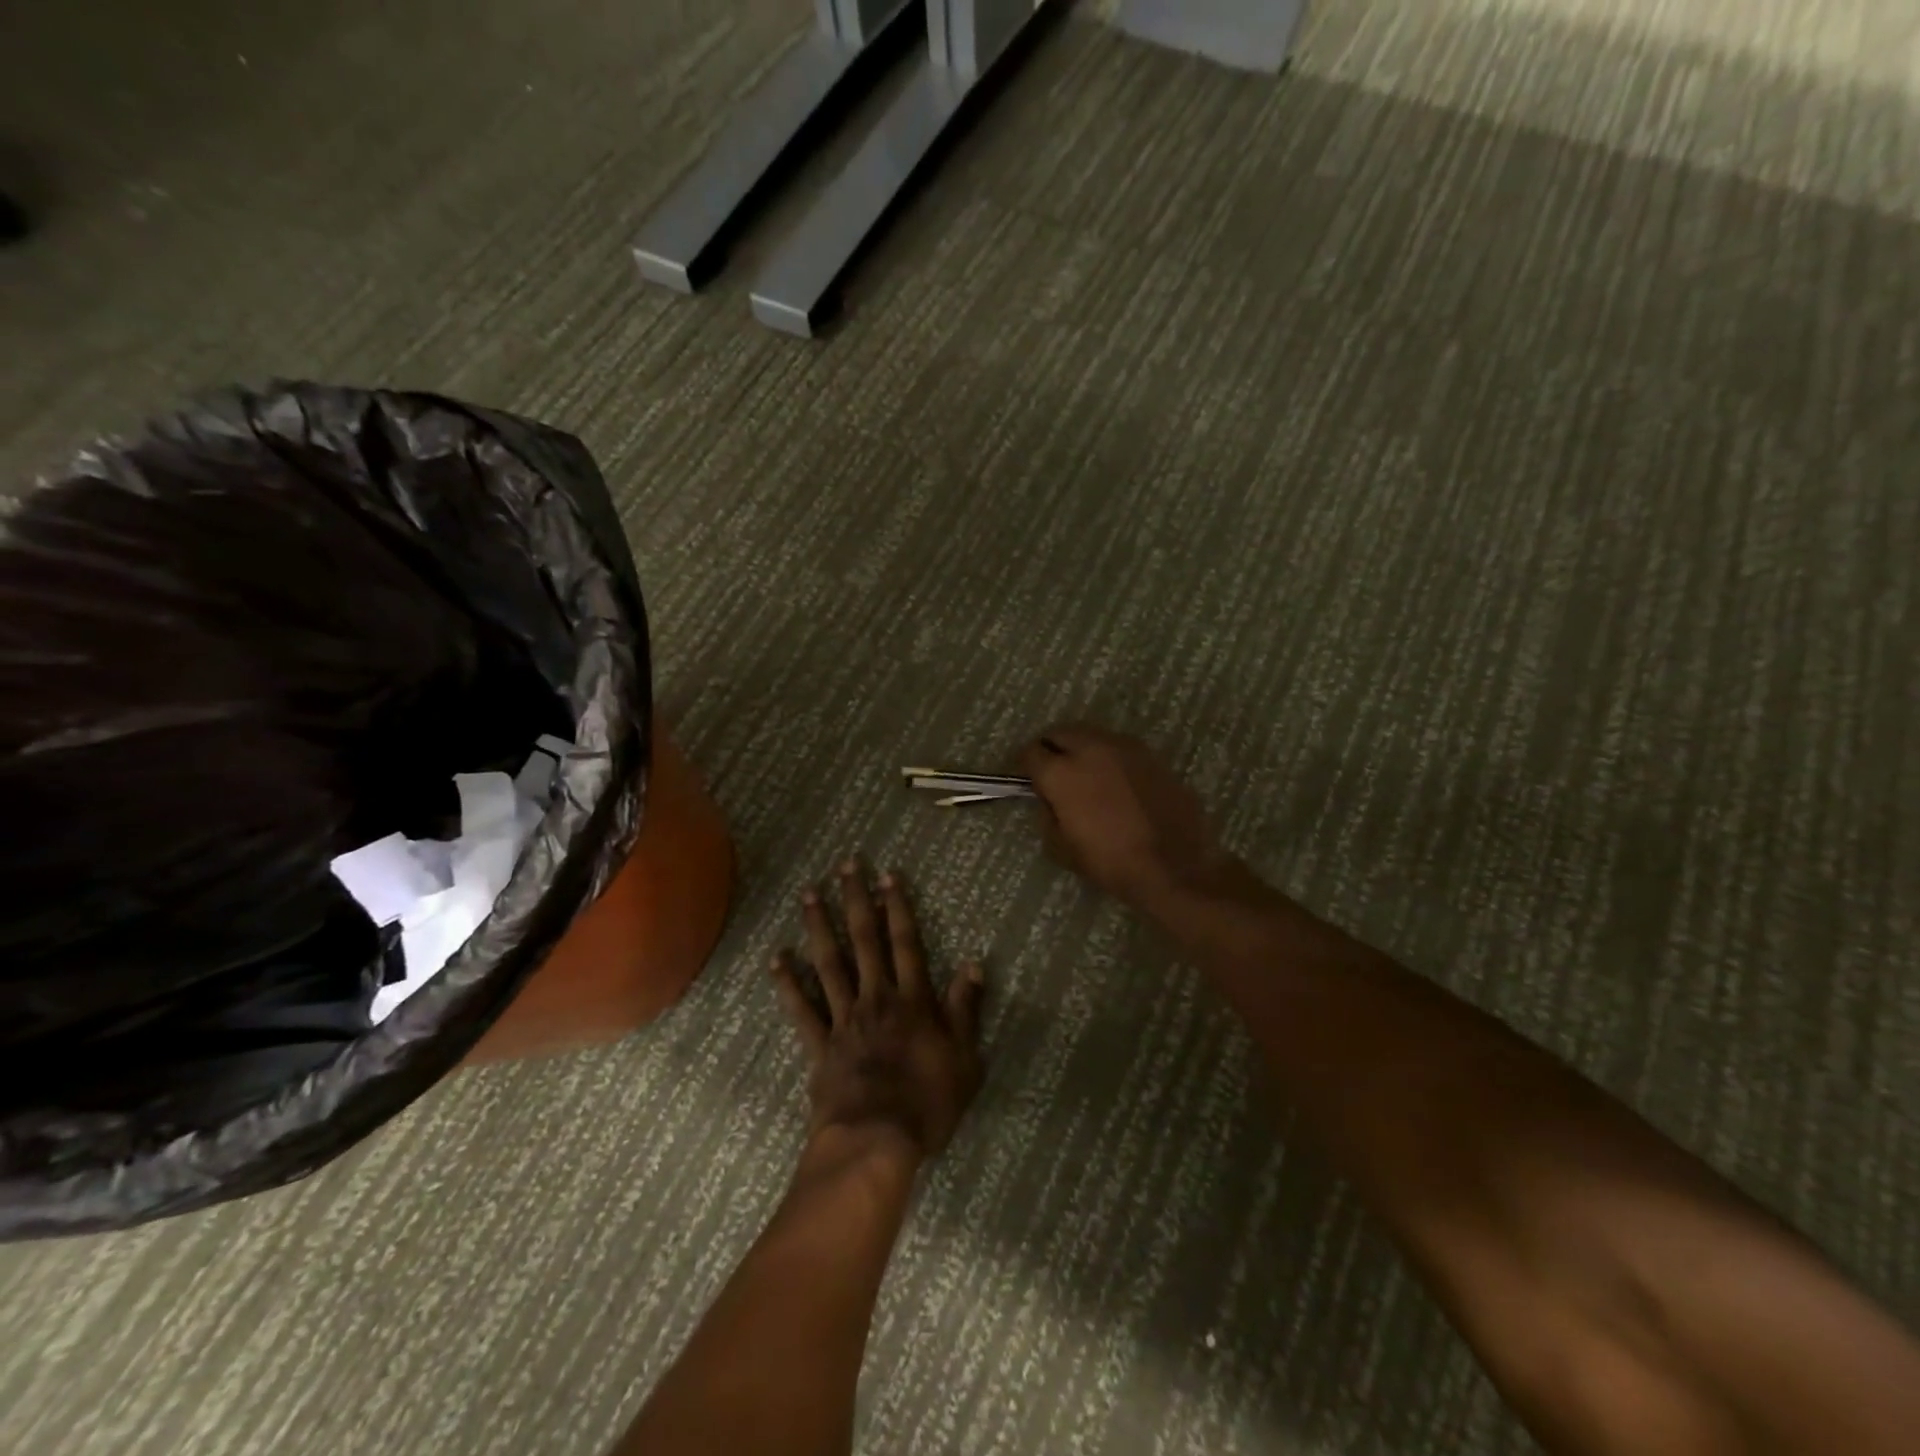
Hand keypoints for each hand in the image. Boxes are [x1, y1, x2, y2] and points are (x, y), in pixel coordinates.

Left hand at [771, 862, 984, 1162]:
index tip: (887, 876)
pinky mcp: (819, 1045)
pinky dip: (788, 984)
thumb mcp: (964, 1059)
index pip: (905, 943)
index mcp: (912, 1001)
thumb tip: (972, 964)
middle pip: (864, 941)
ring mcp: (843, 1019)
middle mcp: (876, 998)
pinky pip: (801, 1009)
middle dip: (857, 901)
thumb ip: (965, 1009)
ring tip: (809, 894)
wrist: (876, 1141)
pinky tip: (777, 959)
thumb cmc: (928, 1103)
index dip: (898, 907)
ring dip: (819, 926)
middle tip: (845, 866)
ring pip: (829, 963)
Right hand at [1020, 724, 1231, 905]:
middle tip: (1049, 768)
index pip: (1030, 752)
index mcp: (1062, 772)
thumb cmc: (1111, 862)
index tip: (1023, 776)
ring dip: (1080, 747)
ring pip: (1091, 735)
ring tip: (1082, 771)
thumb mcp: (1062, 848)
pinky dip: (1107, 756)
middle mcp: (1091, 748)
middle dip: (1049, 746)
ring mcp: (1124, 747)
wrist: (1174, 865)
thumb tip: (1049, 801)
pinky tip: (1113, 779)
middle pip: (1060, 732)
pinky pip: (1118, 747)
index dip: (1022, 764)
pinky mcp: (1150, 755)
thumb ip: (1047, 816)